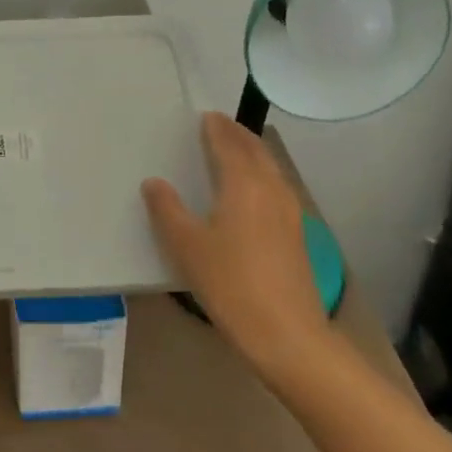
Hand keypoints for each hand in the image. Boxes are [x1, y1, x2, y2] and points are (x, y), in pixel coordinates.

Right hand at [141, 112, 334, 385]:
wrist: (287, 335)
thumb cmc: (231, 283)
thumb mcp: (187, 246)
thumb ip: (167, 210)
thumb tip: (154, 183)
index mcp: (244, 184)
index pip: (229, 145)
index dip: (217, 129)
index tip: (206, 116)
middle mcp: (271, 190)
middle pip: (256, 151)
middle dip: (238, 135)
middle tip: (219, 125)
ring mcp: (290, 213)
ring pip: (271, 169)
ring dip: (253, 154)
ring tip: (234, 151)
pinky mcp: (297, 235)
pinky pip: (277, 188)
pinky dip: (262, 175)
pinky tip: (252, 192)